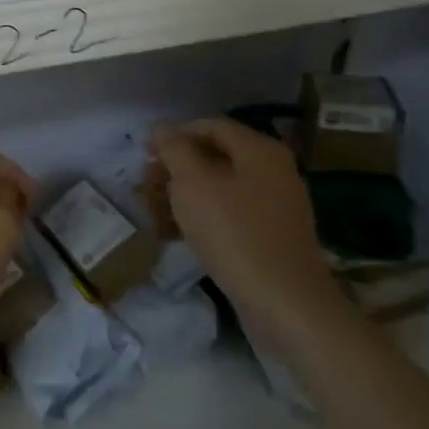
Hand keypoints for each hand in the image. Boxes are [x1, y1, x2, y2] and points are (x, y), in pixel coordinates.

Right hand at [147, 118, 340, 337]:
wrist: (285, 303)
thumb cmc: (234, 234)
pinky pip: (231, 212)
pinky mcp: (272, 235)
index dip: (174, 134)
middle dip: (177, 165)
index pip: (210, 125)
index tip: (144, 153)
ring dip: (186, 191)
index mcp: (260, 151)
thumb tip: (161, 128)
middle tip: (147, 183)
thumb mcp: (193, 183)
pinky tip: (181, 231)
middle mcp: (273, 171)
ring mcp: (276, 205)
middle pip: (216, 154)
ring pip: (221, 185)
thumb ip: (174, 149)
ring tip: (157, 208)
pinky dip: (203, 214)